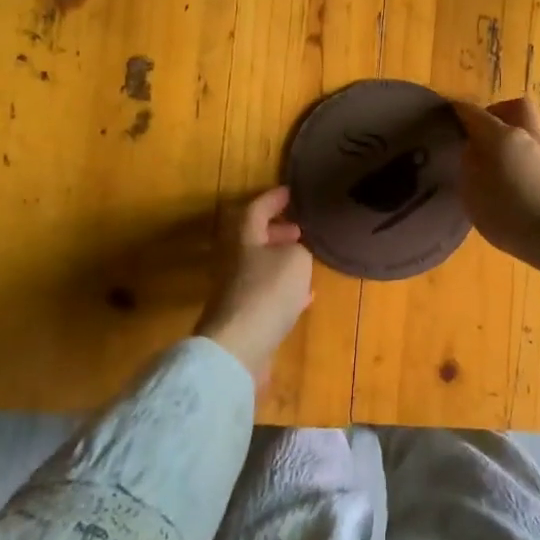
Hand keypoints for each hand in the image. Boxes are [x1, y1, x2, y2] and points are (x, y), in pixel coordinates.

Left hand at [196, 186, 314, 382]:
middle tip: (300, 229)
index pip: (256, 208)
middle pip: (253, 238)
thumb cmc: (267, 292)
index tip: (290, 192)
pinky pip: (265, 294)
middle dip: (277, 231)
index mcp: (243, 238)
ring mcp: (236, 290)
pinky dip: (284, 289)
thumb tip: (295, 251)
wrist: (238, 348)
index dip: (273, 198)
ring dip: (281, 260)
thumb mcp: (296, 259)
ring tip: (305, 260)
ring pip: (260, 266)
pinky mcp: (243, 317)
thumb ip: (299, 249)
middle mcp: (234, 260)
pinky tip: (303, 297)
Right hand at [452, 97, 539, 332]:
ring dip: (514, 135)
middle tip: (481, 134)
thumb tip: (472, 148)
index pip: (474, 113)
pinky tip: (515, 179)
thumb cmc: (509, 214)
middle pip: (514, 107)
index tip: (448, 115)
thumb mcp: (472, 193)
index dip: (459, 111)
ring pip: (530, 128)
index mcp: (501, 136)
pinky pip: (537, 150)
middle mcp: (527, 135)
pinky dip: (524, 155)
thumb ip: (469, 165)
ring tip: (497, 161)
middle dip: (497, 113)